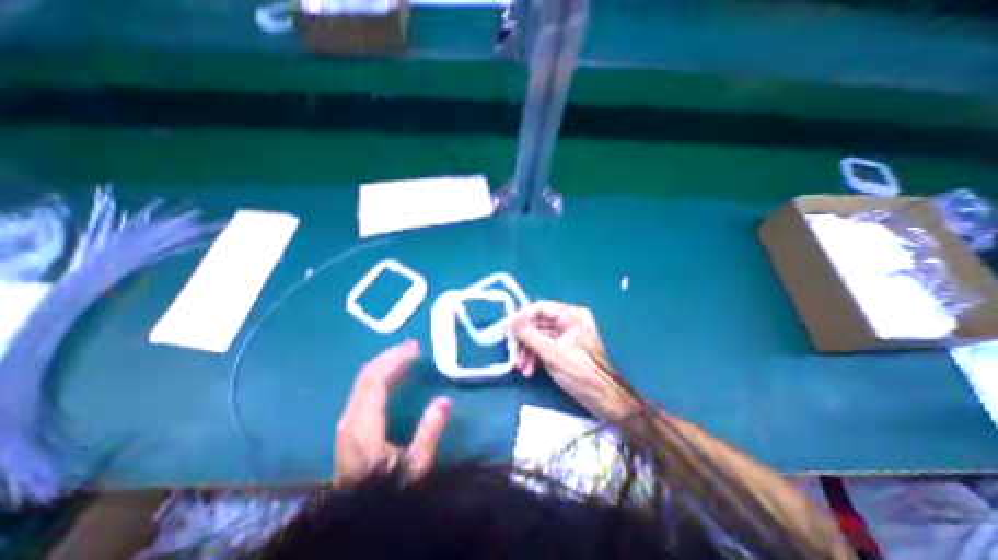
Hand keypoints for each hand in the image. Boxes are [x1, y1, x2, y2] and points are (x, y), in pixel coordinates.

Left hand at [333, 340, 451, 486]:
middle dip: (390, 357)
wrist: (356, 517)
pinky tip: (393, 374)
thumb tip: (444, 401)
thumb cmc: (388, 491)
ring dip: (385, 364)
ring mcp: (347, 421)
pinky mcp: (350, 424)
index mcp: (364, 426)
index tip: (415, 349)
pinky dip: (380, 375)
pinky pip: (363, 389)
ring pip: (363, 381)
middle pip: (366, 376)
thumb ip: (428, 433)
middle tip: (413, 347)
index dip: (394, 360)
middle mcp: (350, 418)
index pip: (375, 380)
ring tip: (406, 355)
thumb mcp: (415, 468)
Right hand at [514, 302, 629, 420]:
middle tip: (512, 352)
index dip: (523, 317)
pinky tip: (528, 370)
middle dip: (524, 340)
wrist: (601, 399)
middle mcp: (569, 321)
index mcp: (572, 315)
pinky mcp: (563, 348)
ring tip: (521, 367)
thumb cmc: (580, 373)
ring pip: (539, 336)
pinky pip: (544, 346)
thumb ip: (529, 335)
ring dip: (527, 351)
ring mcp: (566, 335)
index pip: (541, 307)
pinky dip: (535, 357)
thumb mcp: (551, 352)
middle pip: (538, 323)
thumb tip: (510, 320)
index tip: (508, 328)